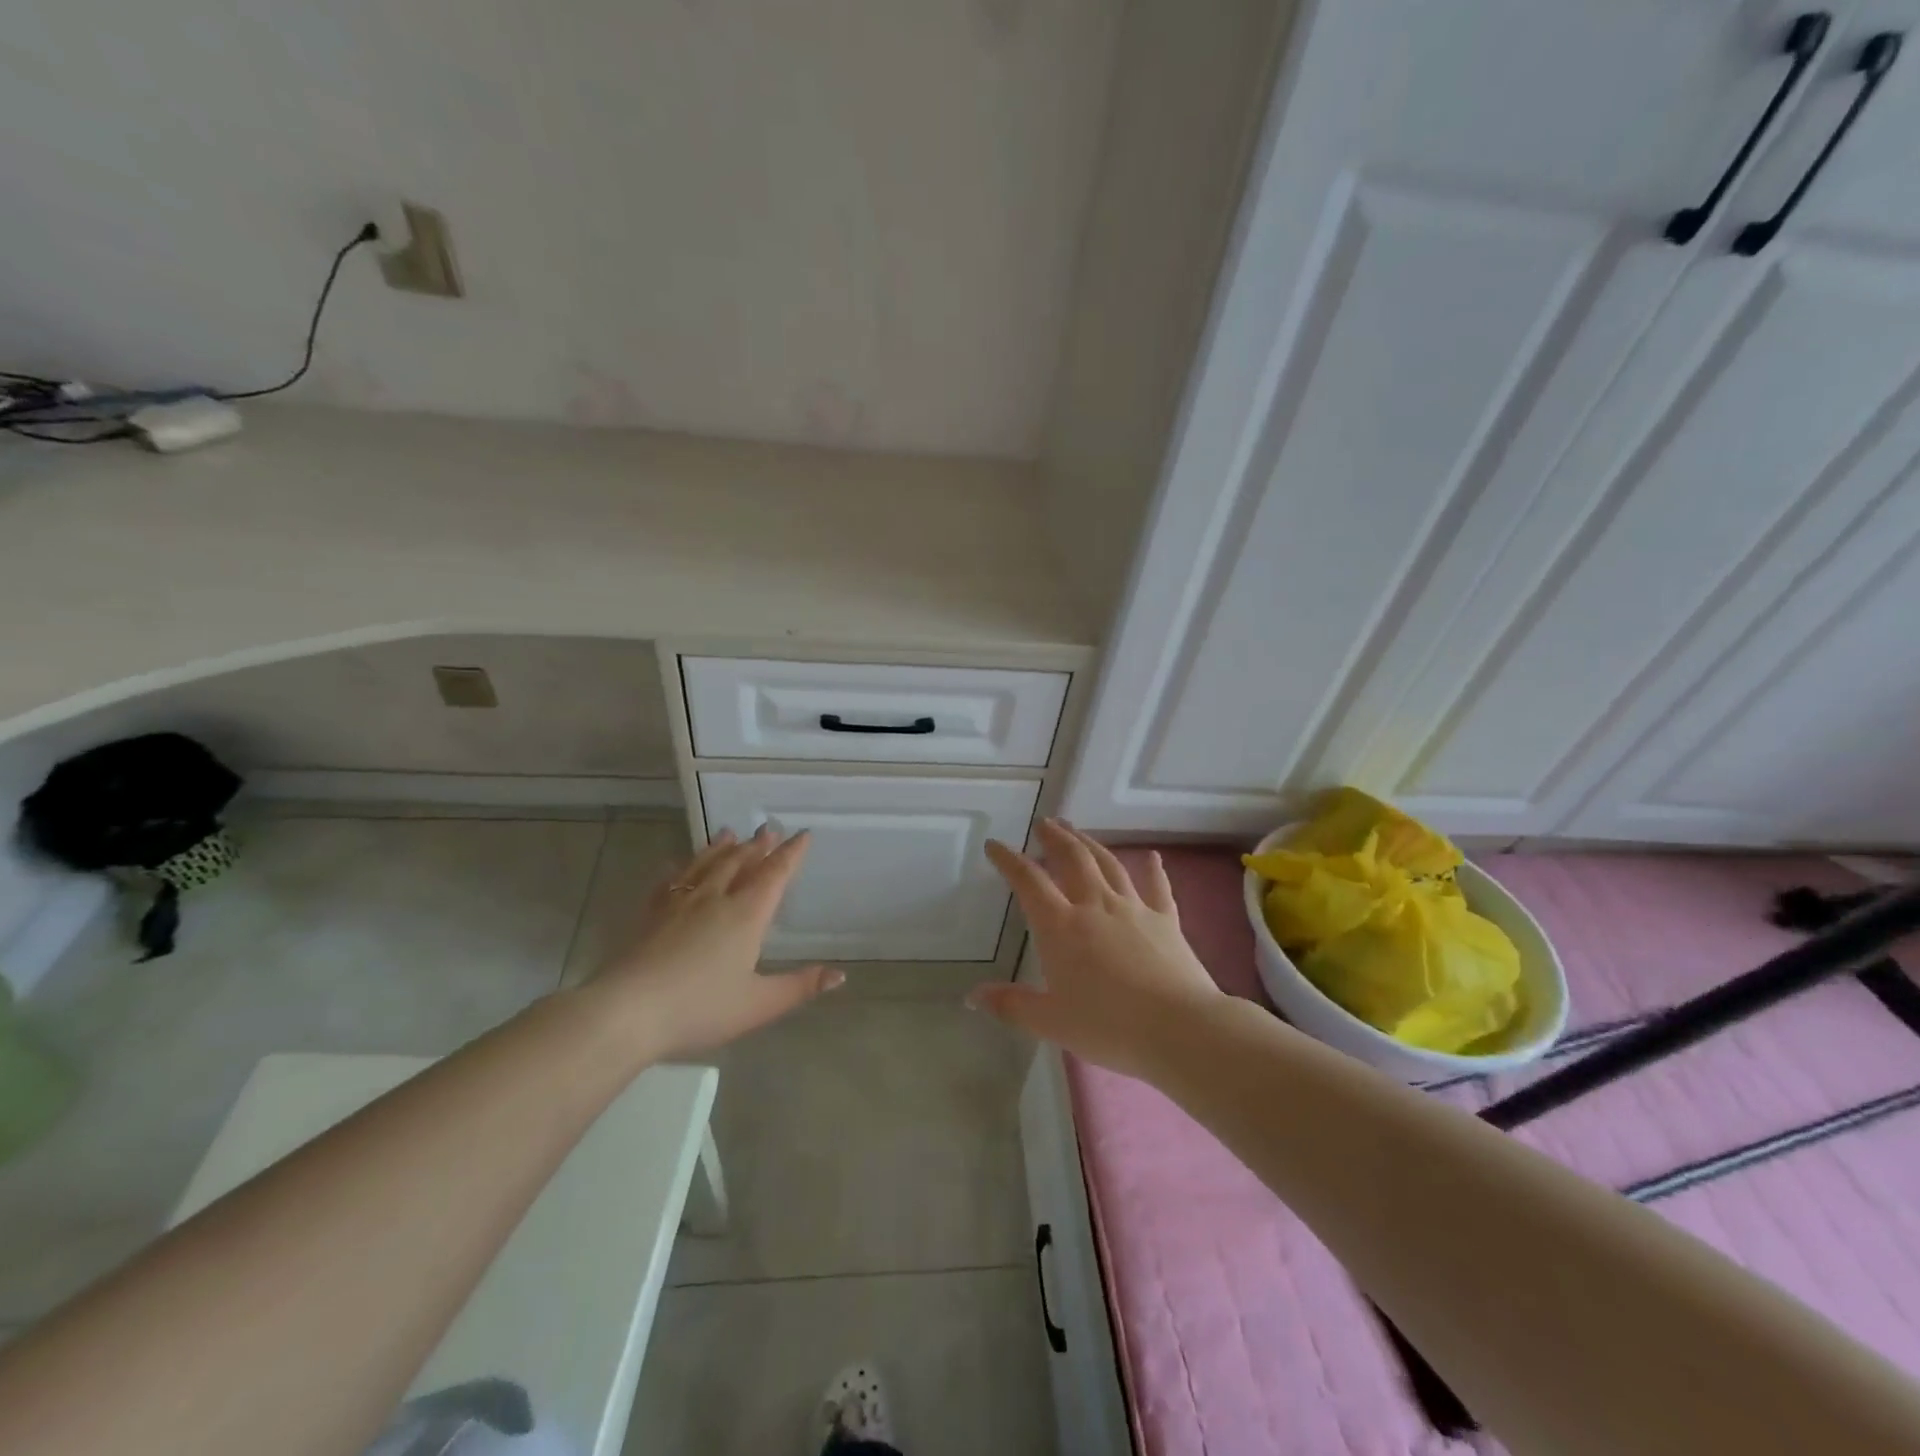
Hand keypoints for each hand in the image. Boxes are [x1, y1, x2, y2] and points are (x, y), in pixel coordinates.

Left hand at [589, 827, 842, 1058]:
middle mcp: (715, 899)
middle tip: (768, 830)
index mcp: (746, 915)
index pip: (775, 875)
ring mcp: (679, 904)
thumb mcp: (759, 1004)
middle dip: (757, 846)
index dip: (791, 854)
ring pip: (705, 865)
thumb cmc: (700, 1009)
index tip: (803, 835)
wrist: (627, 1012)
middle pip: (740, 863)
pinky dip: (679, 869)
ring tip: (729, 833)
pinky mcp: (650, 915)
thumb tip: (840, 975)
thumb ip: (800, 987)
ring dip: (720, 848)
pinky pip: (669, 882)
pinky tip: (675, 865)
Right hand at [969, 820, 1222, 1077]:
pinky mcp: (1166, 920)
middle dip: (1054, 838)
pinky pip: (1157, 887)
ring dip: (1090, 843)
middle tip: (1044, 823)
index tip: (995, 845)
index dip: (1009, 860)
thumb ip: (1012, 1005)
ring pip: (1108, 864)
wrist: (1180, 1028)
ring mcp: (1134, 908)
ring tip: (1076, 830)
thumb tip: (973, 996)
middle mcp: (1095, 905)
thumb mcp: (1051, 1022)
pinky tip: (1152, 856)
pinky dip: (1153, 870)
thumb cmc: (1109, 1026)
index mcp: (1061, 926)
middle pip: (1072, 859)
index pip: (1028, 882)